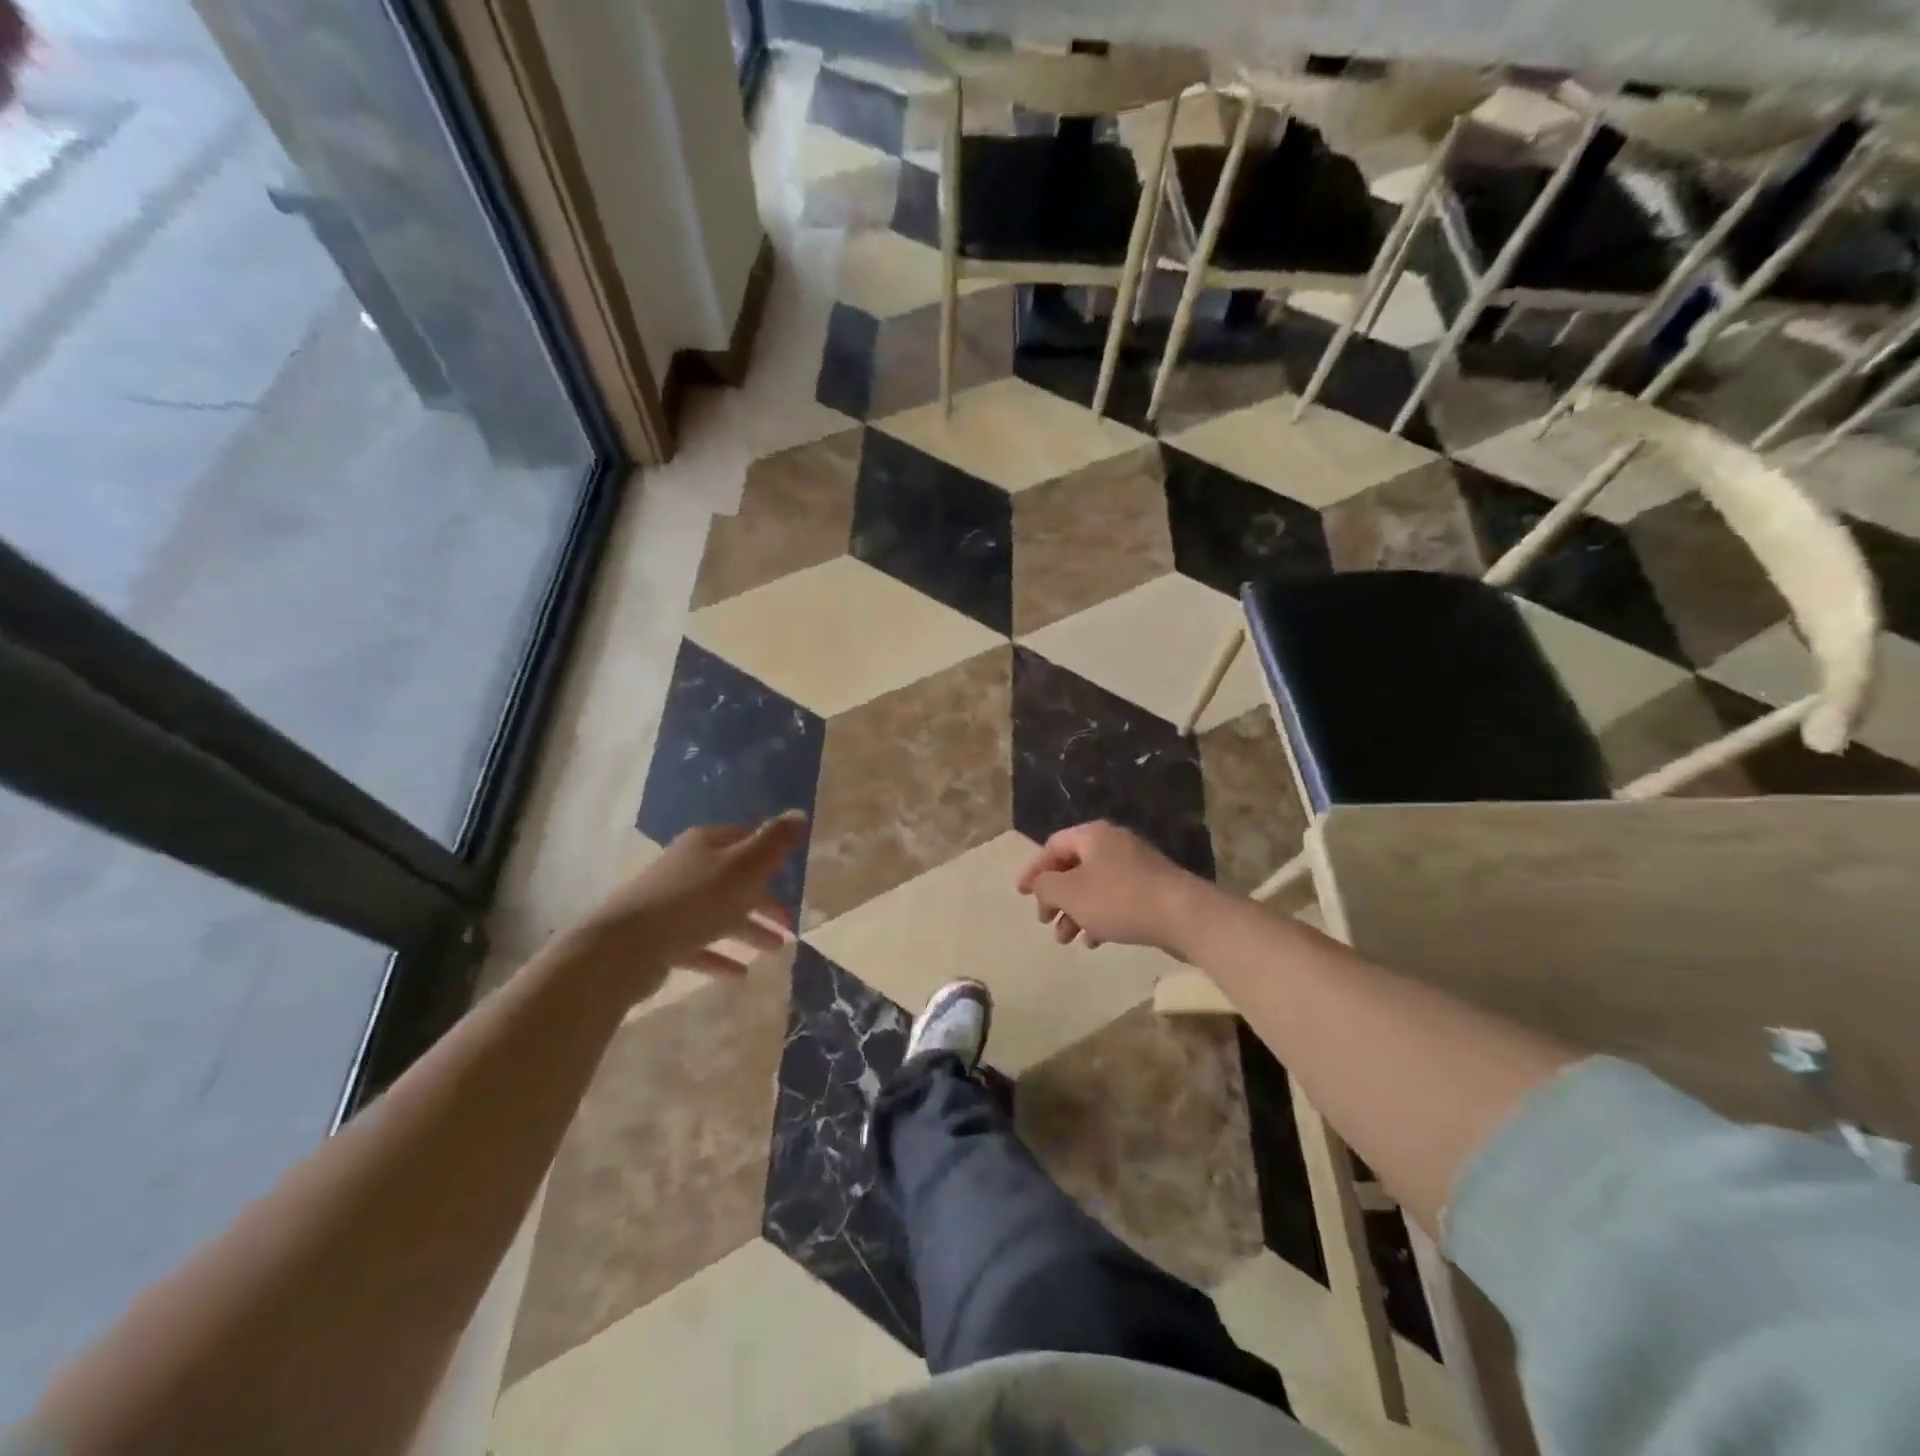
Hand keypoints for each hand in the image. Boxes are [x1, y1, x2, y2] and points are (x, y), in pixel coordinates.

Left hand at [568, 813, 804, 998]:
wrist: (625, 947)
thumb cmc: (694, 900)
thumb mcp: (744, 867)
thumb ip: (773, 842)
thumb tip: (799, 814)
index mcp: (706, 844)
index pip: (745, 838)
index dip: (769, 853)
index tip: (791, 872)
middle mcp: (688, 867)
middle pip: (735, 879)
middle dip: (764, 899)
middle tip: (790, 920)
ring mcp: (672, 903)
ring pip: (719, 913)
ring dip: (748, 929)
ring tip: (776, 949)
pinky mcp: (661, 937)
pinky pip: (699, 945)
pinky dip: (720, 956)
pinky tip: (740, 974)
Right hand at [1016, 822, 1206, 952]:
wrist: (1183, 915)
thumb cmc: (1118, 899)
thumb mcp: (1070, 893)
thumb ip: (1046, 887)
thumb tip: (1040, 885)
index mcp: (1092, 836)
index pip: (1052, 846)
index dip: (1034, 870)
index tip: (1020, 894)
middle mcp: (1113, 844)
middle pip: (1073, 867)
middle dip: (1055, 897)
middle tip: (1044, 921)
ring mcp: (1136, 865)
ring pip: (1094, 886)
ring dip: (1075, 912)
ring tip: (1066, 940)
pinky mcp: (1152, 888)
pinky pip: (1115, 898)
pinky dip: (1100, 916)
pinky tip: (1095, 941)